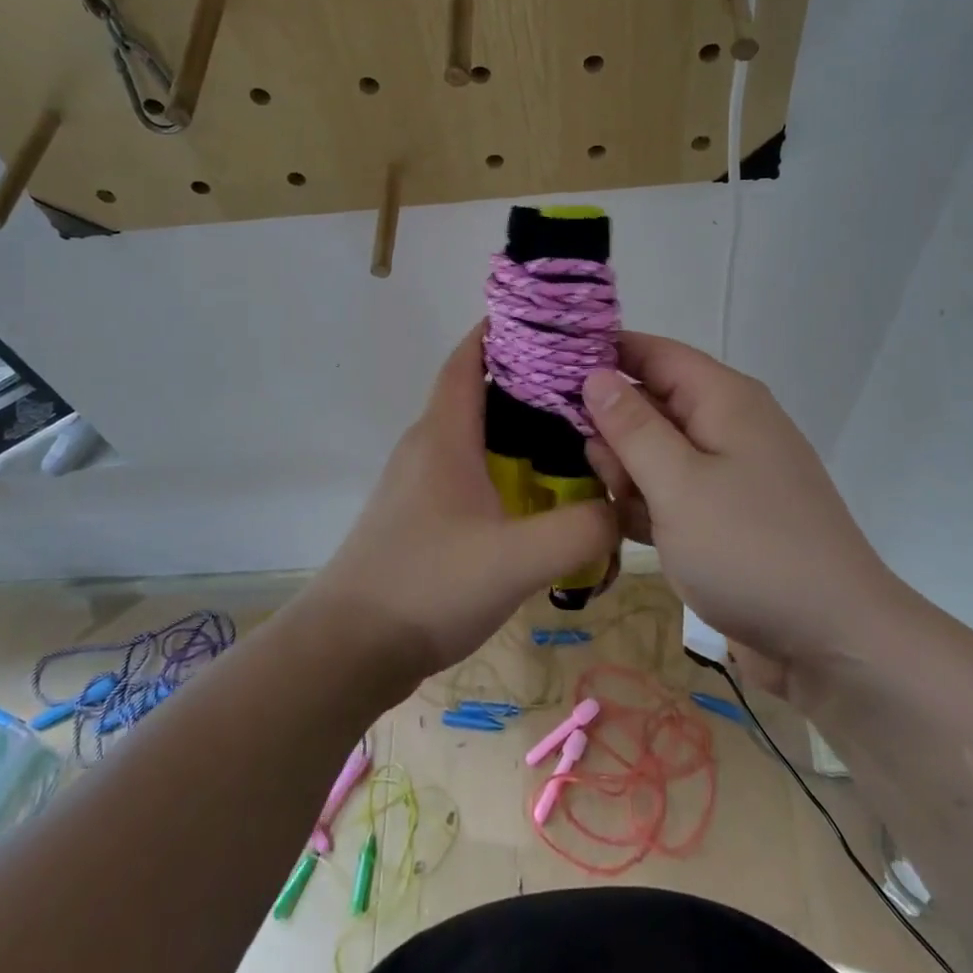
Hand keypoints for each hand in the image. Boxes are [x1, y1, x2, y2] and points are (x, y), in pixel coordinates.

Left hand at [312, 324, 618, 680]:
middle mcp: (427, 446)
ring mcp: (419, 482)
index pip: (470, 357)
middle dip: (527, 381)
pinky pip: (467, 471)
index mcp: (444, 434)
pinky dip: (502, 466)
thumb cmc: (428, 586)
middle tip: (585, 387)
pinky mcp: (419, 515)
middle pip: (478, 392)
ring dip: (517, 428)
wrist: (349, 649)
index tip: (552, 324)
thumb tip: (622, 507)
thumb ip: (582, 530)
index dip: (504, 330)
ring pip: (474, 435)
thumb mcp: (517, 559)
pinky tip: (535, 496)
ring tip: (572, 437)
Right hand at [580, 334, 901, 673]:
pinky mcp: (724, 516)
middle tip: (584, 462)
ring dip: (625, 471)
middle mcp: (727, 426)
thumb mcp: (679, 484)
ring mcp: (728, 474)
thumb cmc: (750, 550)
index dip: (603, 354)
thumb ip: (632, 427)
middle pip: (651, 402)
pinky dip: (646, 504)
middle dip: (611, 427)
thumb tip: (596, 375)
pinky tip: (622, 527)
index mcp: (724, 399)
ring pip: (656, 452)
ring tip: (610, 501)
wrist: (833, 642)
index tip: (548, 372)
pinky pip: (672, 492)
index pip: (653, 353)